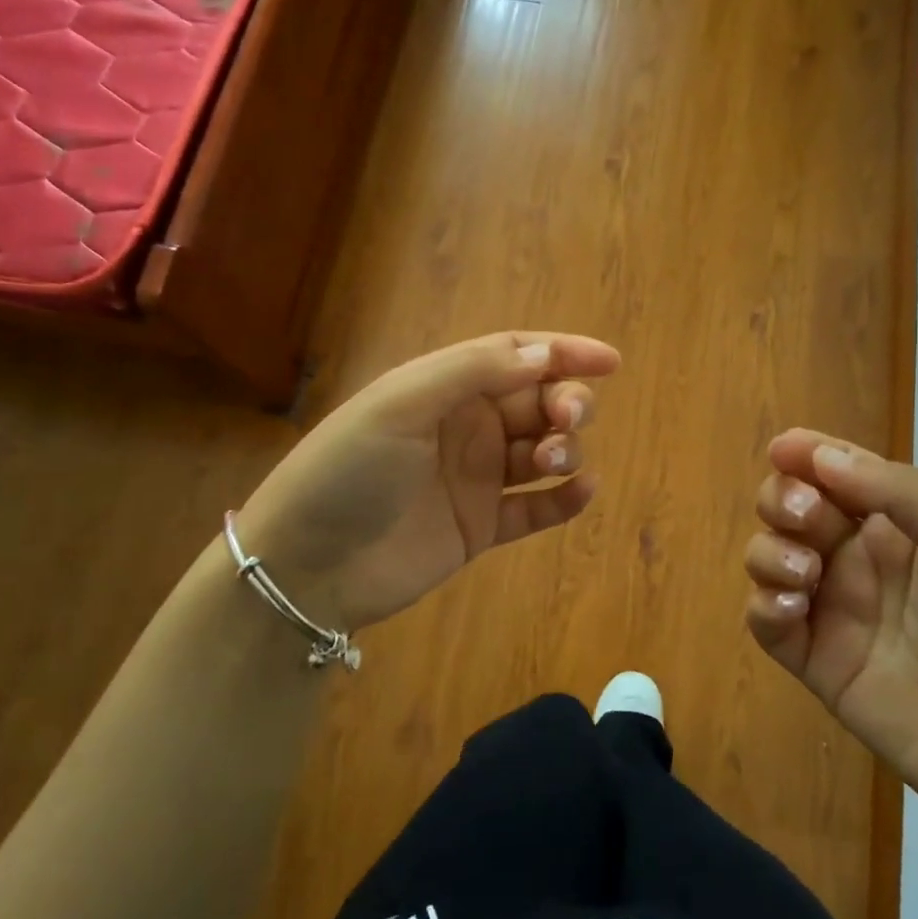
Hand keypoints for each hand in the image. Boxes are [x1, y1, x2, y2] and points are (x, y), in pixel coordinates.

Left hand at [236, 332, 619, 632]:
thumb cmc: (348, 470)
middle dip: (566, 402)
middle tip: (568, 419)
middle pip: (537, 402)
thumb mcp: (401, 404)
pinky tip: (583, 491)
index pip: (515, 356)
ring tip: (553, 461)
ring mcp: (475, 479)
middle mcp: (466, 428)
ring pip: (542, 452)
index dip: (564, 352)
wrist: (306, 566)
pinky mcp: (480, 528)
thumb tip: (545, 355)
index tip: (611, 361)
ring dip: (564, 448)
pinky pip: (535, 509)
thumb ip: (474, 372)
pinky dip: (563, 500)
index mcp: (445, 388)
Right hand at [744, 432, 917, 841]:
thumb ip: (903, 494)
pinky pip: (765, 620)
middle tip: (807, 519)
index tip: (783, 449)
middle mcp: (861, 559)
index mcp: (904, 525)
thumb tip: (822, 455)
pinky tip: (794, 609)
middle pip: (793, 506)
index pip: (842, 472)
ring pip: (769, 556)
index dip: (808, 453)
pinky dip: (765, 604)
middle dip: (784, 499)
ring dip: (771, 551)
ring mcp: (835, 610)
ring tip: (807, 576)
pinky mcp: (816, 661)